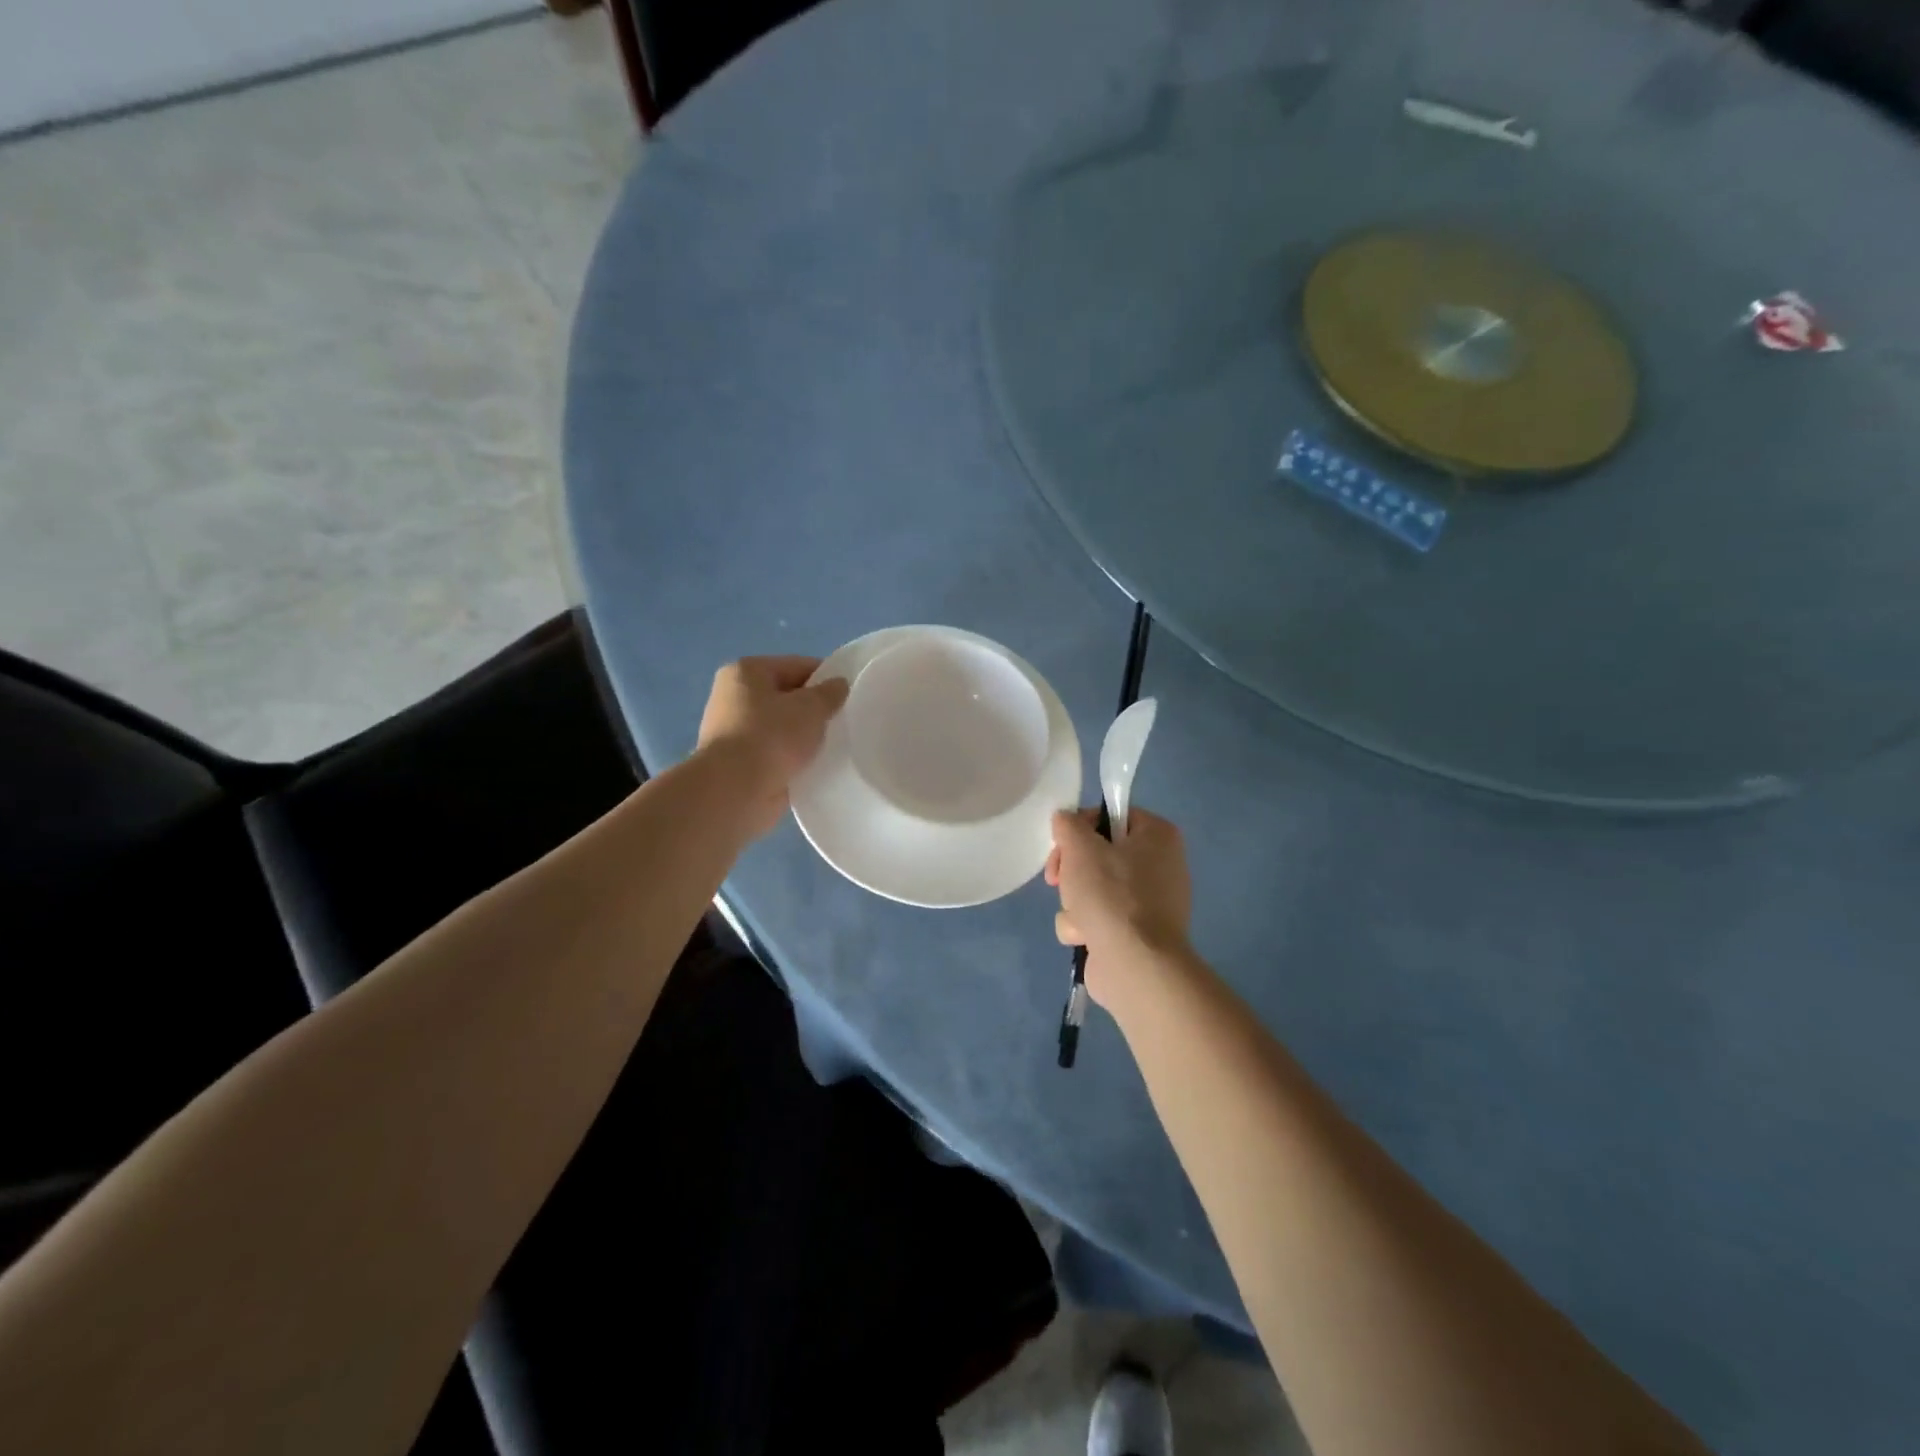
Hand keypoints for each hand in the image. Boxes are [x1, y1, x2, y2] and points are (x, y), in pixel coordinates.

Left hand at [697, 656, 850, 837]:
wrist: (736, 791)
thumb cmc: (772, 736)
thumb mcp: (811, 707)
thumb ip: (830, 693)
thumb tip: (839, 685)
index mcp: (746, 671)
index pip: (797, 666)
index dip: (827, 678)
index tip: (850, 696)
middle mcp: (734, 696)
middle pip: (787, 697)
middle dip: (814, 710)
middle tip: (843, 723)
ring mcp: (733, 731)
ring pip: (782, 727)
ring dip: (804, 737)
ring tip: (831, 747)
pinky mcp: (738, 763)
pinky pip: (775, 753)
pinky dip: (792, 759)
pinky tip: (814, 767)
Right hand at [1045, 806, 1192, 1005]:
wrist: (1135, 965)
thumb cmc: (1112, 896)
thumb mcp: (1081, 847)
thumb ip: (1069, 825)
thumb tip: (1066, 821)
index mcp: (1158, 836)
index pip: (1112, 814)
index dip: (1080, 826)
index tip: (1061, 843)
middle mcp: (1160, 865)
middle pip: (1098, 853)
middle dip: (1072, 869)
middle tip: (1058, 879)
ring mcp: (1150, 903)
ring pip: (1093, 887)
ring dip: (1075, 901)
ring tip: (1078, 916)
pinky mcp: (1136, 934)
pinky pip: (1099, 918)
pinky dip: (1086, 926)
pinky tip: (1084, 937)